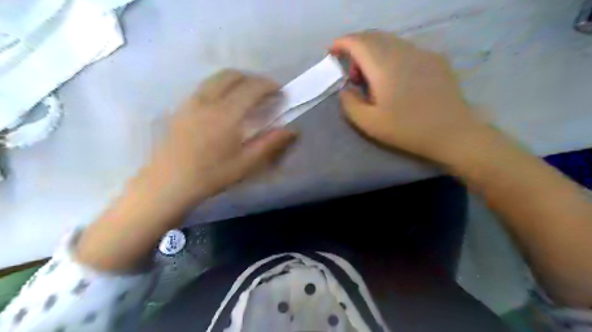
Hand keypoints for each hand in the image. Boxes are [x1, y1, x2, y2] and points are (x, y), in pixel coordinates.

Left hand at [144, 69, 298, 204]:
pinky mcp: (181, 108)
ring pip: (215, 78)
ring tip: (245, 95)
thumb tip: (292, 130)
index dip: (269, 86)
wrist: (169, 183)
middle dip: (252, 78)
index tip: (280, 92)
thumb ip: (270, 144)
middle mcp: (208, 101)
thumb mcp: (246, 164)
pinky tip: (223, 105)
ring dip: (235, 80)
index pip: (252, 88)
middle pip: (232, 75)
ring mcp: (191, 102)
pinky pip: (203, 87)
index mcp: (227, 114)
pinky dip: (219, 87)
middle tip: (264, 92)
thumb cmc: (211, 175)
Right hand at [331, 31, 487, 162]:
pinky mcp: (435, 59)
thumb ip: (349, 104)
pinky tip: (394, 77)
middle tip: (352, 74)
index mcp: (384, 66)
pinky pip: (406, 49)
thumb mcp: (369, 123)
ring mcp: (422, 53)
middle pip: (373, 37)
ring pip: (390, 41)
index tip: (331, 52)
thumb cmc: (407, 130)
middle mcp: (403, 51)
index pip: (358, 42)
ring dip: (374, 52)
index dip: (342, 43)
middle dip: (356, 48)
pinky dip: (391, 55)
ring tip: (372, 78)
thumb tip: (346, 89)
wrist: (452, 133)